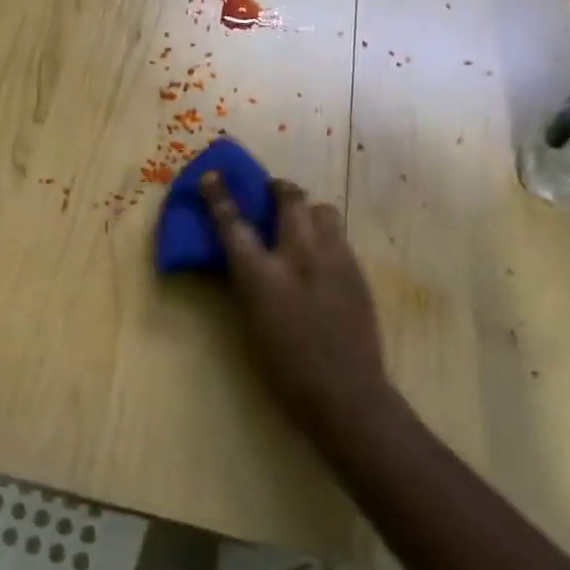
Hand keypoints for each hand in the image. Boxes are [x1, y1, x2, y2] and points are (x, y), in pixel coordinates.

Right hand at [199, 173, 403, 446]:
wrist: (347, 394)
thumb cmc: (284, 368)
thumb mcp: (249, 321)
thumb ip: (246, 281)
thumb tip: (241, 255)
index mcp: (263, 275)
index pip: (234, 223)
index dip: (220, 196)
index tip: (212, 175)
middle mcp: (300, 257)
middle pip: (290, 199)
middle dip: (277, 188)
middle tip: (270, 191)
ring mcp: (334, 260)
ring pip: (322, 210)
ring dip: (306, 209)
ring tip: (299, 223)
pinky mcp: (357, 271)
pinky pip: (338, 235)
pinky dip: (324, 234)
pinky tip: (319, 257)